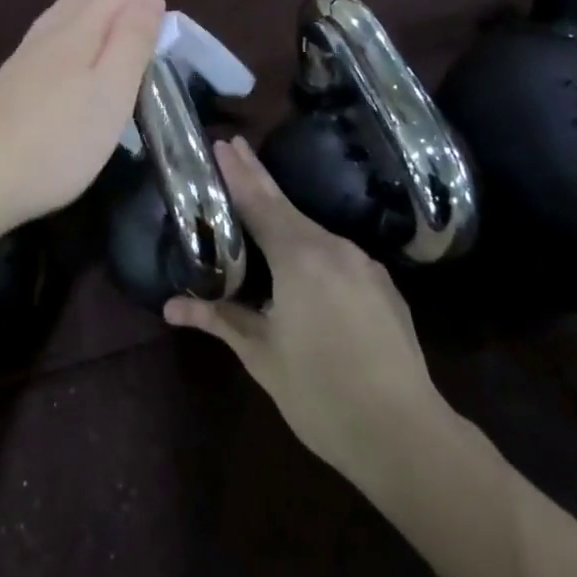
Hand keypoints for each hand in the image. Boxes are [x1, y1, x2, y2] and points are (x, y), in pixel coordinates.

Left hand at [0, 0, 164, 236]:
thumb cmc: (58, 139)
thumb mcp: (111, 92)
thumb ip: (132, 42)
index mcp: (77, 31)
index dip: (142, 1)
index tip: (165, 29)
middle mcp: (47, 35)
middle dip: (116, 1)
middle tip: (143, 27)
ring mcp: (22, 59)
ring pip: (59, 16)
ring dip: (89, 14)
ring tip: (110, 29)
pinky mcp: (8, 84)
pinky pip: (44, 40)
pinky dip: (67, 36)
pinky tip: (65, 58)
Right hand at [164, 138, 472, 487]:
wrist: (406, 434)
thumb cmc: (321, 394)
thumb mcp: (262, 356)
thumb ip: (219, 319)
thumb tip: (171, 307)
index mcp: (300, 257)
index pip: (259, 202)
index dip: (237, 173)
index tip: (222, 142)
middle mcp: (334, 248)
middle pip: (287, 207)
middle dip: (258, 178)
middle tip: (235, 147)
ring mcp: (364, 266)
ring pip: (313, 232)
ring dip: (284, 218)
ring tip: (258, 212)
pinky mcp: (383, 287)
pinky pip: (336, 255)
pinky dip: (310, 247)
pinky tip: (301, 266)